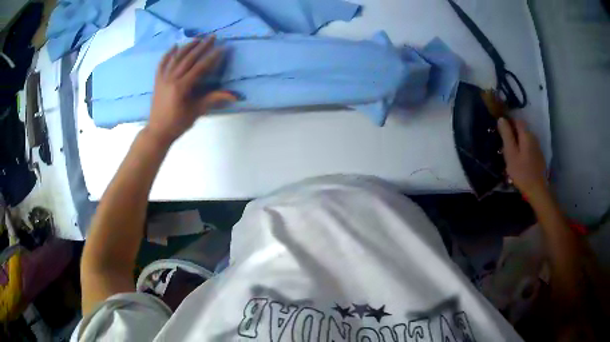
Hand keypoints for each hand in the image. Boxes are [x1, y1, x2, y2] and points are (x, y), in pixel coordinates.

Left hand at [145, 36, 235, 144]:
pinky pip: (162, 64)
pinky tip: (175, 46)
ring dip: (187, 46)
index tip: (222, 48)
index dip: (212, 57)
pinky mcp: (157, 81)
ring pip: (176, 58)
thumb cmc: (178, 123)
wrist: (157, 131)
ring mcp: (163, 79)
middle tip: (212, 36)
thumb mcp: (196, 111)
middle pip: (188, 59)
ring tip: (198, 38)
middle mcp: (172, 79)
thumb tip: (235, 96)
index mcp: (182, 87)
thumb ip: (213, 99)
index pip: (200, 67)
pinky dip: (168, 54)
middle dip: (201, 46)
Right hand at [498, 118, 547, 198]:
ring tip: (510, 153)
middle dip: (513, 133)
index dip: (508, 122)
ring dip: (518, 142)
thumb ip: (506, 135)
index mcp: (526, 135)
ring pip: (525, 139)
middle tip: (504, 144)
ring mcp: (537, 147)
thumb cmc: (522, 172)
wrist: (537, 190)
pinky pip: (529, 147)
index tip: (501, 130)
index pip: (517, 120)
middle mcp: (533, 137)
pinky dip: (523, 149)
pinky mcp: (539, 157)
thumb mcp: (511, 153)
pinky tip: (519, 160)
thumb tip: (501, 119)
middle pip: (522, 129)